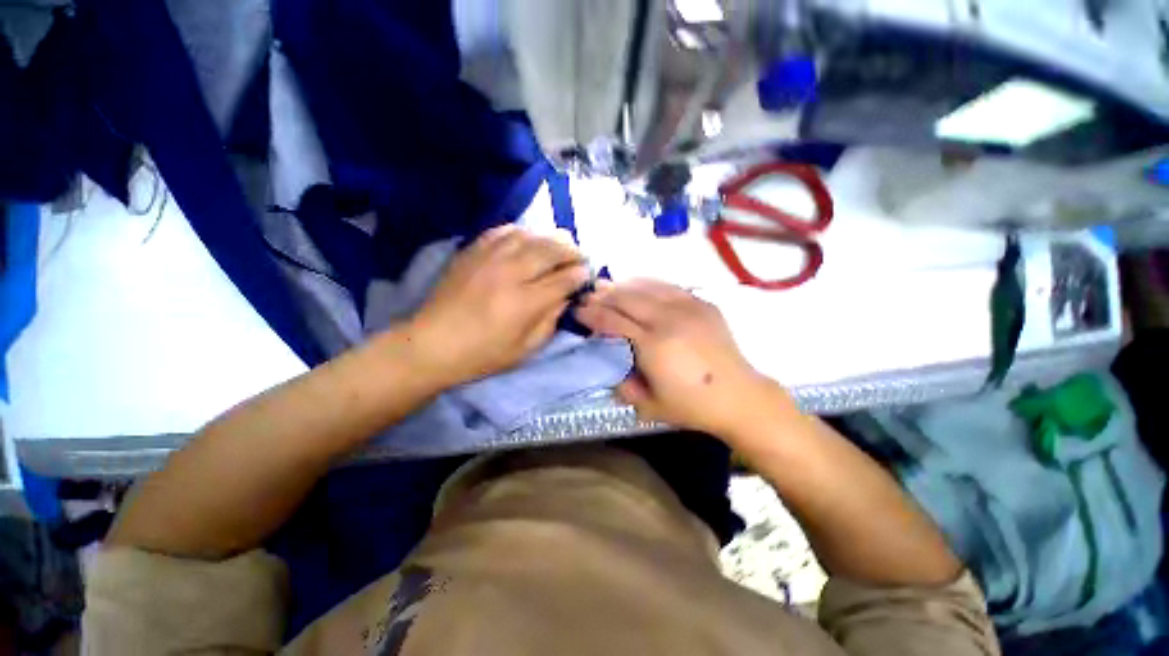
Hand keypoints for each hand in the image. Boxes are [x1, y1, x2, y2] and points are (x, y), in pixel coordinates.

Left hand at [406, 226, 589, 385]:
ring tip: (560, 244)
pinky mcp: (473, 251)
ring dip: (551, 237)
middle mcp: (510, 273)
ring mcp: (489, 258)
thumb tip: (566, 297)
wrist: (432, 344)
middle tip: (579, 256)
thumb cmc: (483, 354)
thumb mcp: (525, 349)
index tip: (587, 274)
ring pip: (530, 235)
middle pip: (551, 249)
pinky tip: (529, 238)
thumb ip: (551, 320)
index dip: (580, 275)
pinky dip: (522, 231)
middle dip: (572, 250)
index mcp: (525, 302)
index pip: (563, 279)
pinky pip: (503, 230)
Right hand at [575, 279, 788, 436]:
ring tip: (608, 287)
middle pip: (627, 298)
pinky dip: (649, 284)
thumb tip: (611, 370)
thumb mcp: (650, 407)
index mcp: (653, 346)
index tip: (578, 310)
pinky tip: (639, 285)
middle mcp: (668, 320)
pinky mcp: (703, 304)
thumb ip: (624, 388)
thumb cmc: (693, 406)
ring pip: (647, 287)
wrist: (740, 397)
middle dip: (604, 295)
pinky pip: (669, 286)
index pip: (613, 321)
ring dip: (624, 285)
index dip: (592, 314)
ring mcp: (689, 308)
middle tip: (589, 295)